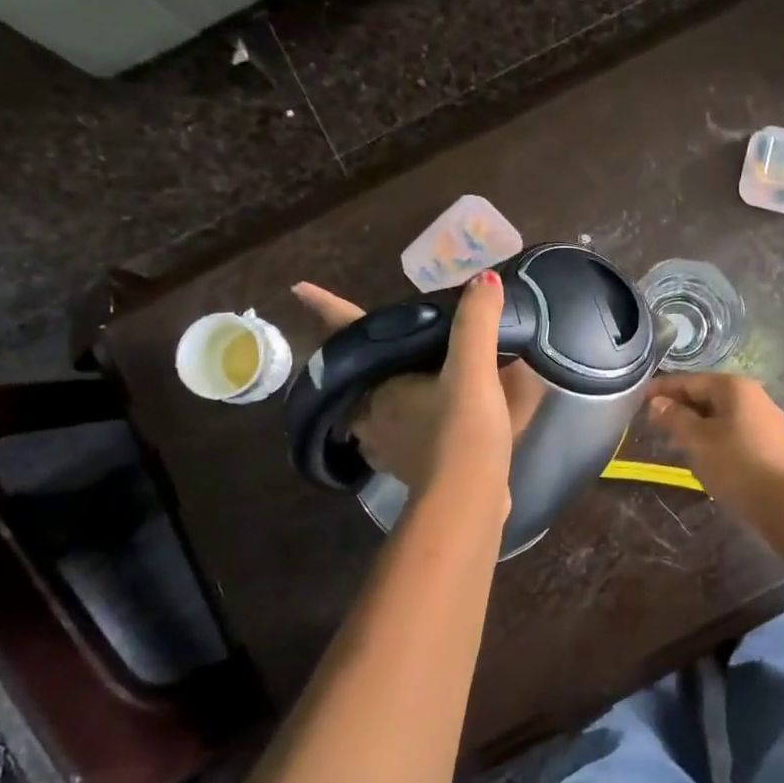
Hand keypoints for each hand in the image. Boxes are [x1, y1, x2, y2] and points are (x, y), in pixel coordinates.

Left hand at [291, 275, 537, 495]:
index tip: (299, 289)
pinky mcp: (410, 467)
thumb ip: (476, 323)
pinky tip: (429, 415)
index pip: (347, 335)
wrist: (468, 501)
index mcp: (378, 386)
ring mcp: (387, 445)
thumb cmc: (461, 434)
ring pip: (373, 408)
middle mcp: (371, 415)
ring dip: (382, 391)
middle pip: (355, 376)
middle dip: (358, 357)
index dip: (326, 308)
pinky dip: (407, 420)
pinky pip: (399, 434)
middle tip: (373, 337)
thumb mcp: (473, 371)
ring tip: (399, 374)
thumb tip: (484, 280)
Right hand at [645, 373, 783, 513]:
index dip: (663, 389)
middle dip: (679, 407)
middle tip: (653, 422)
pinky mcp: (770, 443)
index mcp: (734, 387)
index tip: (639, 399)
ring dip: (695, 424)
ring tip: (672, 440)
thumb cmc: (736, 464)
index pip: (690, 381)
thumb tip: (657, 403)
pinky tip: (701, 454)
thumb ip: (674, 418)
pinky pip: (733, 431)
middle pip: (707, 395)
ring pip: (720, 415)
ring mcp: (764, 419)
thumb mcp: (697, 440)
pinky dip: (713, 436)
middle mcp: (752, 396)